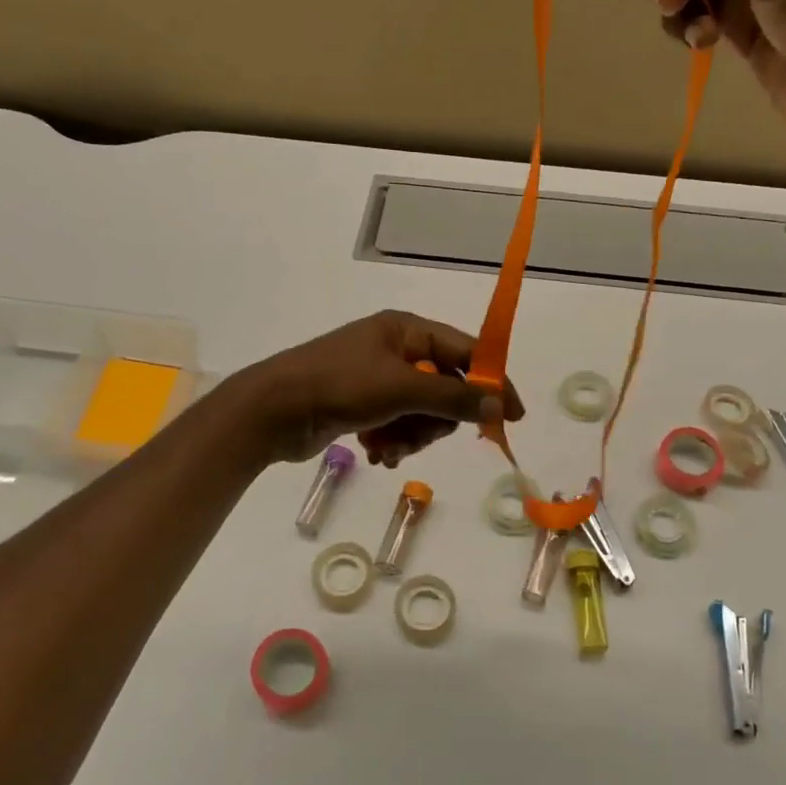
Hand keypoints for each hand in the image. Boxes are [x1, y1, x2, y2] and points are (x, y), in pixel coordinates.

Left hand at [235, 310, 523, 465]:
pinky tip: (375, 453)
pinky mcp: (363, 406)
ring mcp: (377, 379)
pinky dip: (392, 442)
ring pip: (422, 414)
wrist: (272, 410)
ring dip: (411, 436)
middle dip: (435, 419)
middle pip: (444, 389)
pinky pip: (398, 426)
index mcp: (406, 330)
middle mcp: (395, 350)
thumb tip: (499, 405)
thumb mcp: (401, 389)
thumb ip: (453, 398)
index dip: (492, 382)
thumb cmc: (338, 385)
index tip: (513, 416)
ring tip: (388, 447)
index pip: (465, 352)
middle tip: (421, 433)